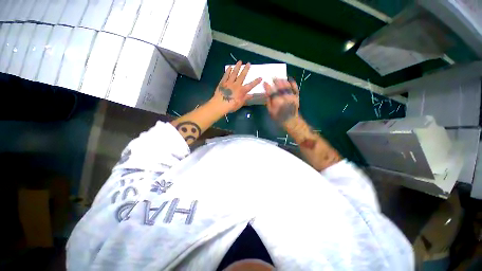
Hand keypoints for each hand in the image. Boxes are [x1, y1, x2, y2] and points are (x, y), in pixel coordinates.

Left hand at [211, 61, 261, 112]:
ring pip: (234, 73)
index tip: (260, 77)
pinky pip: (226, 75)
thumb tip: (251, 95)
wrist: (220, 104)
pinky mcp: (223, 83)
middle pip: (242, 76)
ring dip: (237, 67)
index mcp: (242, 91)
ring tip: (240, 61)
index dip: (256, 82)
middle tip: (249, 63)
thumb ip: (245, 98)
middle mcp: (236, 85)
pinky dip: (228, 71)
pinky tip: (230, 67)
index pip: (250, 85)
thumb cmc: (231, 106)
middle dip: (246, 69)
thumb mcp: (240, 104)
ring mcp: (229, 83)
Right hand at [263, 78, 299, 124]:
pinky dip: (292, 83)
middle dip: (275, 81)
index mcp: (277, 102)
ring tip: (279, 78)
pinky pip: (295, 87)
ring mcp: (291, 96)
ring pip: (287, 86)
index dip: (267, 86)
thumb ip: (269, 102)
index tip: (265, 83)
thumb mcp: (270, 112)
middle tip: (272, 78)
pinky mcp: (296, 96)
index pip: (271, 92)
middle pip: (279, 87)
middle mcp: (284, 98)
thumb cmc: (279, 117)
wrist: (291, 121)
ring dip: (283, 80)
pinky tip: (290, 79)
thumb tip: (267, 94)